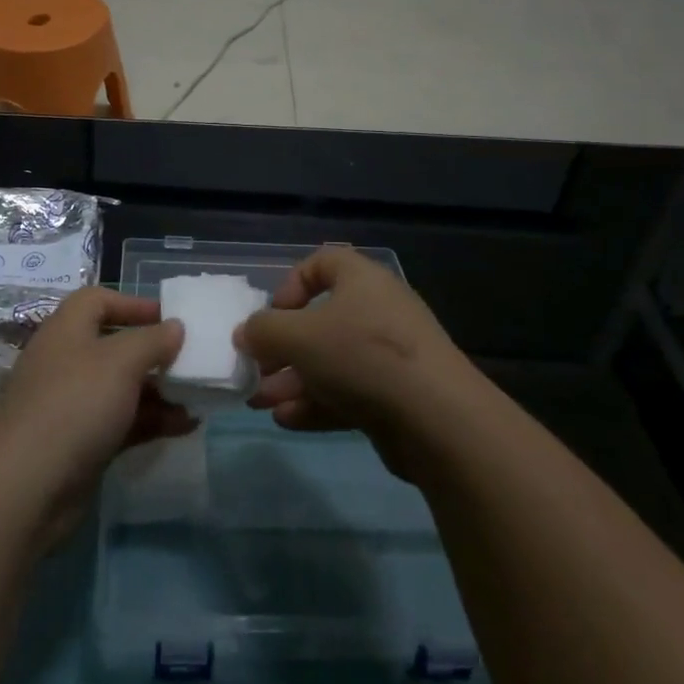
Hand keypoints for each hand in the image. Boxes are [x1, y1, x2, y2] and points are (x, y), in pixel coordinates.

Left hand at [0, 288, 192, 535]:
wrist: (27, 487)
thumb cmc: (76, 405)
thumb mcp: (121, 362)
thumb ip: (153, 340)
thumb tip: (174, 326)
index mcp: (66, 330)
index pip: (97, 300)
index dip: (133, 303)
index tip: (170, 318)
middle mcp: (65, 361)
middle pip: (113, 345)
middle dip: (153, 353)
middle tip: (189, 361)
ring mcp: (70, 404)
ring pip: (120, 387)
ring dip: (159, 390)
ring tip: (197, 398)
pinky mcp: (78, 442)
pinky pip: (120, 421)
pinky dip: (150, 420)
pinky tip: (184, 426)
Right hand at [235, 246, 476, 471]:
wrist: (438, 419)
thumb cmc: (362, 356)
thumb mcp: (298, 337)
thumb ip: (263, 331)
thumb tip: (246, 332)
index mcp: (361, 280)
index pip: (322, 263)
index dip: (291, 284)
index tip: (272, 314)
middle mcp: (377, 311)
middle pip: (321, 320)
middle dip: (282, 348)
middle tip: (255, 371)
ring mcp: (390, 355)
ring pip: (331, 361)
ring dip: (292, 380)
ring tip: (259, 403)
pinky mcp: (396, 395)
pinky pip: (348, 392)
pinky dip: (317, 403)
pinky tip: (287, 420)